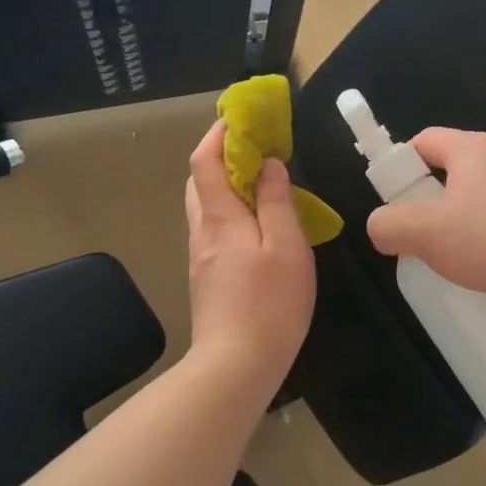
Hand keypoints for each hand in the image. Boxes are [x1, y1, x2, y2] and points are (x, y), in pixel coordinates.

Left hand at [183, 121, 315, 391]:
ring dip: (225, 185)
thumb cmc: (270, 303)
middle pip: (198, 181)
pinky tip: (257, 225)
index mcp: (220, 219)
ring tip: (261, 184)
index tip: (241, 119)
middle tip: (256, 150)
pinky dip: (230, 211)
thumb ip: (276, 202)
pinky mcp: (207, 276)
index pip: (204, 161)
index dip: (218, 134)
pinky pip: (213, 228)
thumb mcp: (286, 247)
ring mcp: (201, 257)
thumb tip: (268, 164)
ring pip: (205, 207)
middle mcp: (202, 232)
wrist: (236, 366)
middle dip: (220, 156)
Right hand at [365, 128, 485, 306]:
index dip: (401, 164)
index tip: (394, 201)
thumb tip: (380, 226)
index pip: (425, 140)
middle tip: (421, 236)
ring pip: (484, 196)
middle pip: (455, 169)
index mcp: (473, 149)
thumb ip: (391, 226)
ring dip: (465, 221)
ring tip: (457, 259)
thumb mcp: (427, 235)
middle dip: (432, 200)